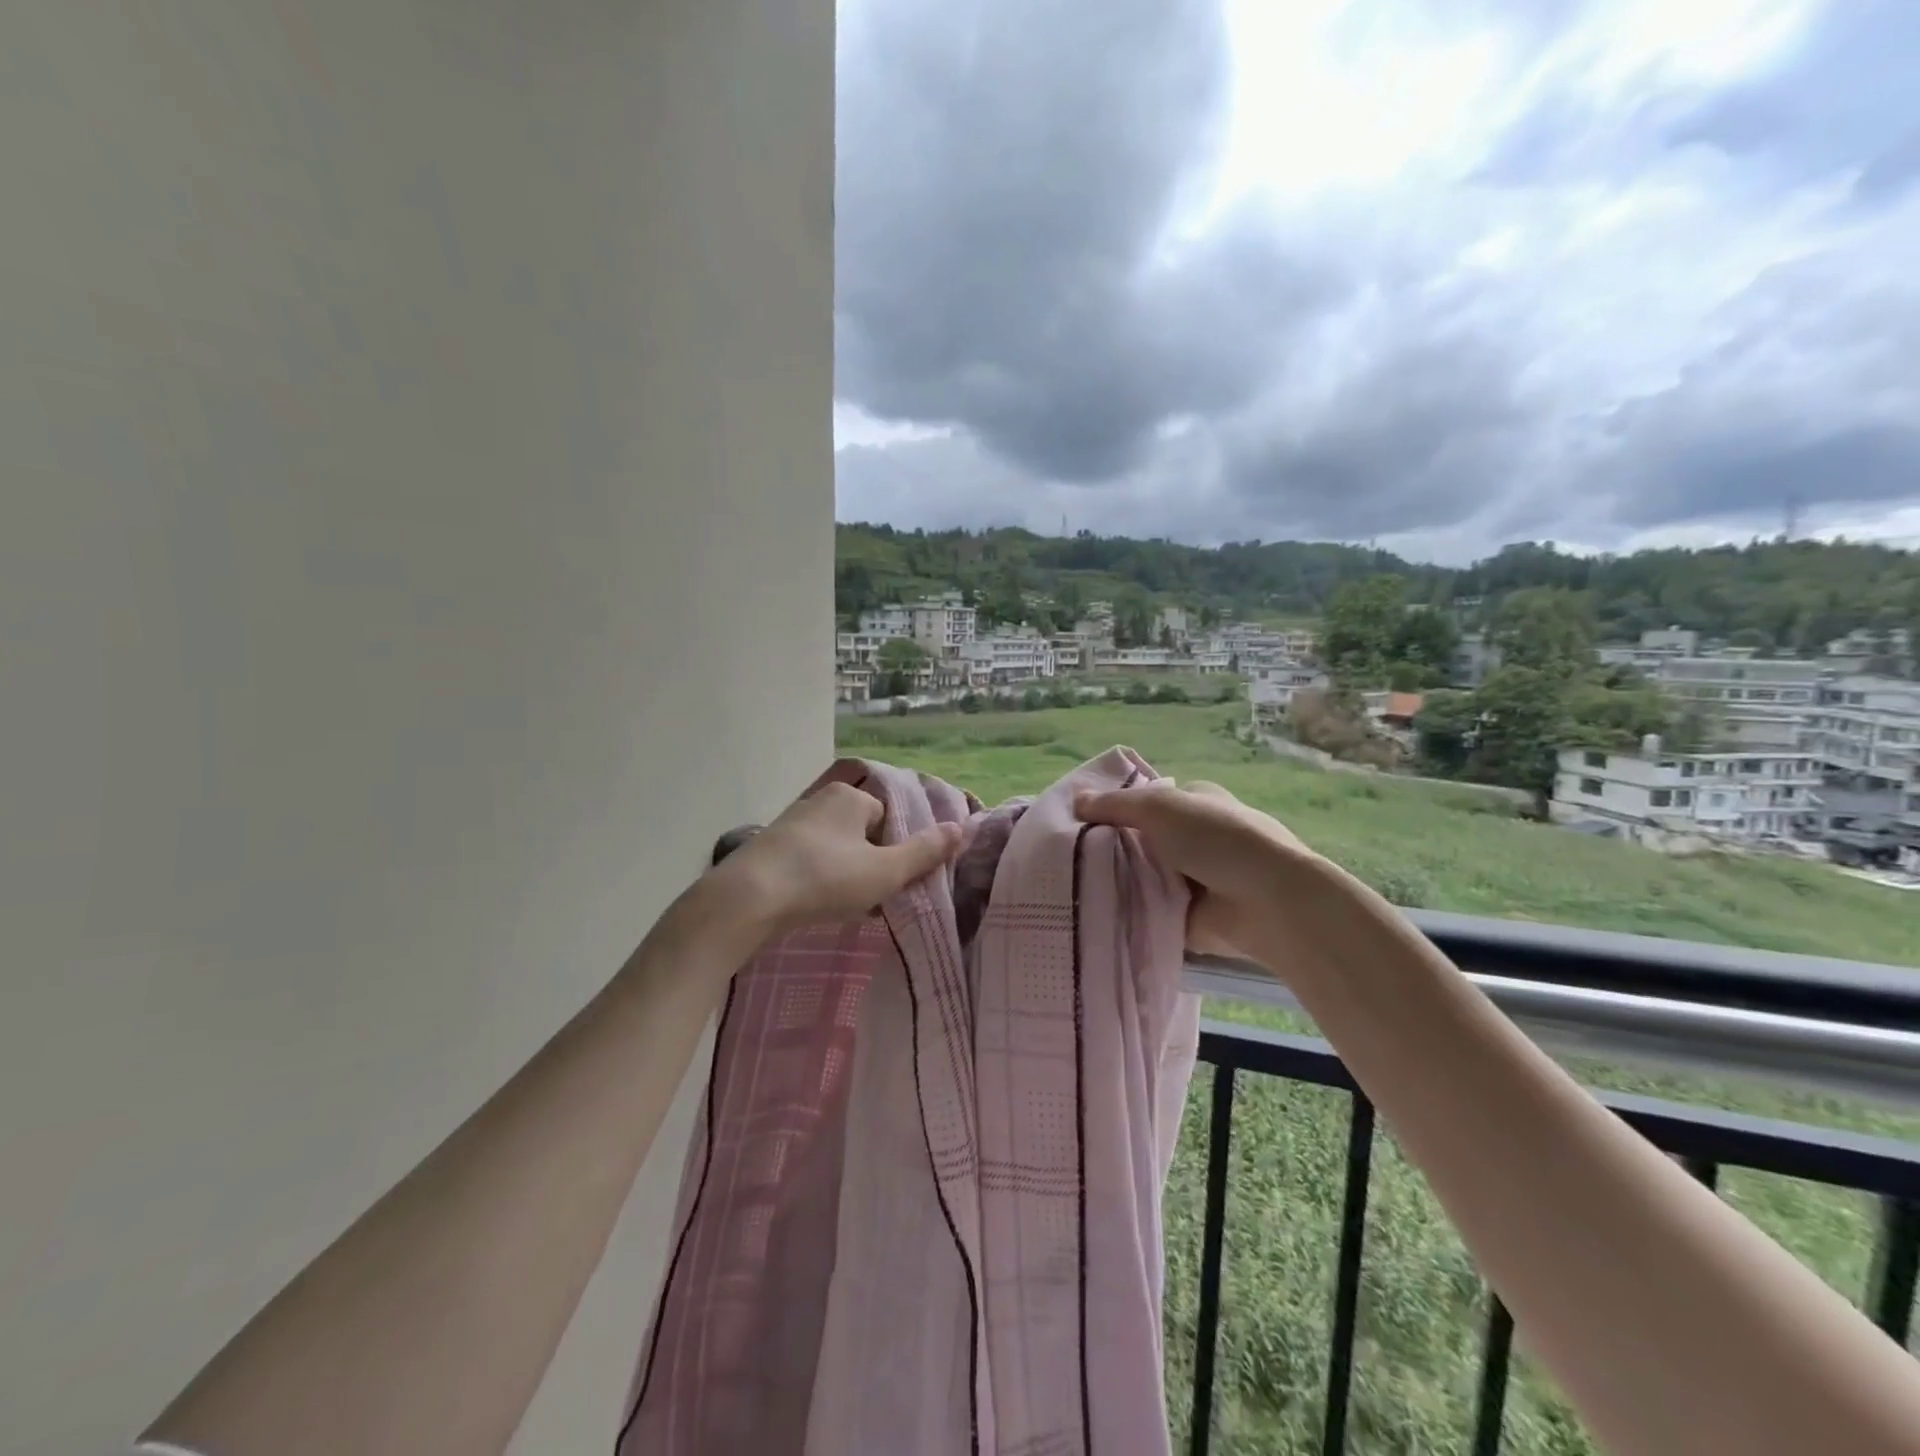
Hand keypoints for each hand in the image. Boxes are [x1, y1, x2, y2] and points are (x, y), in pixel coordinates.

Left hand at [712, 781, 962, 935]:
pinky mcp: (767, 847)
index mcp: (850, 797)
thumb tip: (961, 828)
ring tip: (842, 907)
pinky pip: (807, 861)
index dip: (894, 853)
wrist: (747, 899)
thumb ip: (924, 852)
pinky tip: (812, 905)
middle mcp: (820, 800)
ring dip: (843, 875)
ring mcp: (790, 822)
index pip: (887, 820)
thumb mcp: (885, 871)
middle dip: (869, 865)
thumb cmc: (824, 879)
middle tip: (870, 899)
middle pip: (861, 834)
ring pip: (834, 849)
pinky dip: (815, 880)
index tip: (890, 884)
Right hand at [1074, 779, 1313, 962]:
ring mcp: (1194, 878)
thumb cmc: (1217, 839)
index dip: (1114, 808)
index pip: (1146, 801)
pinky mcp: (1189, 915)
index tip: (1077, 821)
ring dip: (1117, 881)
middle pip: (1140, 840)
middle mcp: (1194, 837)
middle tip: (1065, 857)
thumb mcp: (1159, 807)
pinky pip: (1148, 910)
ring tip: (1069, 886)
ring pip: (1142, 876)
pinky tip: (1092, 912)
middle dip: (1110, 848)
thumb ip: (1114, 805)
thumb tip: (1075, 801)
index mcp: (1195, 802)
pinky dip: (1129, 912)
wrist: (1266, 903)